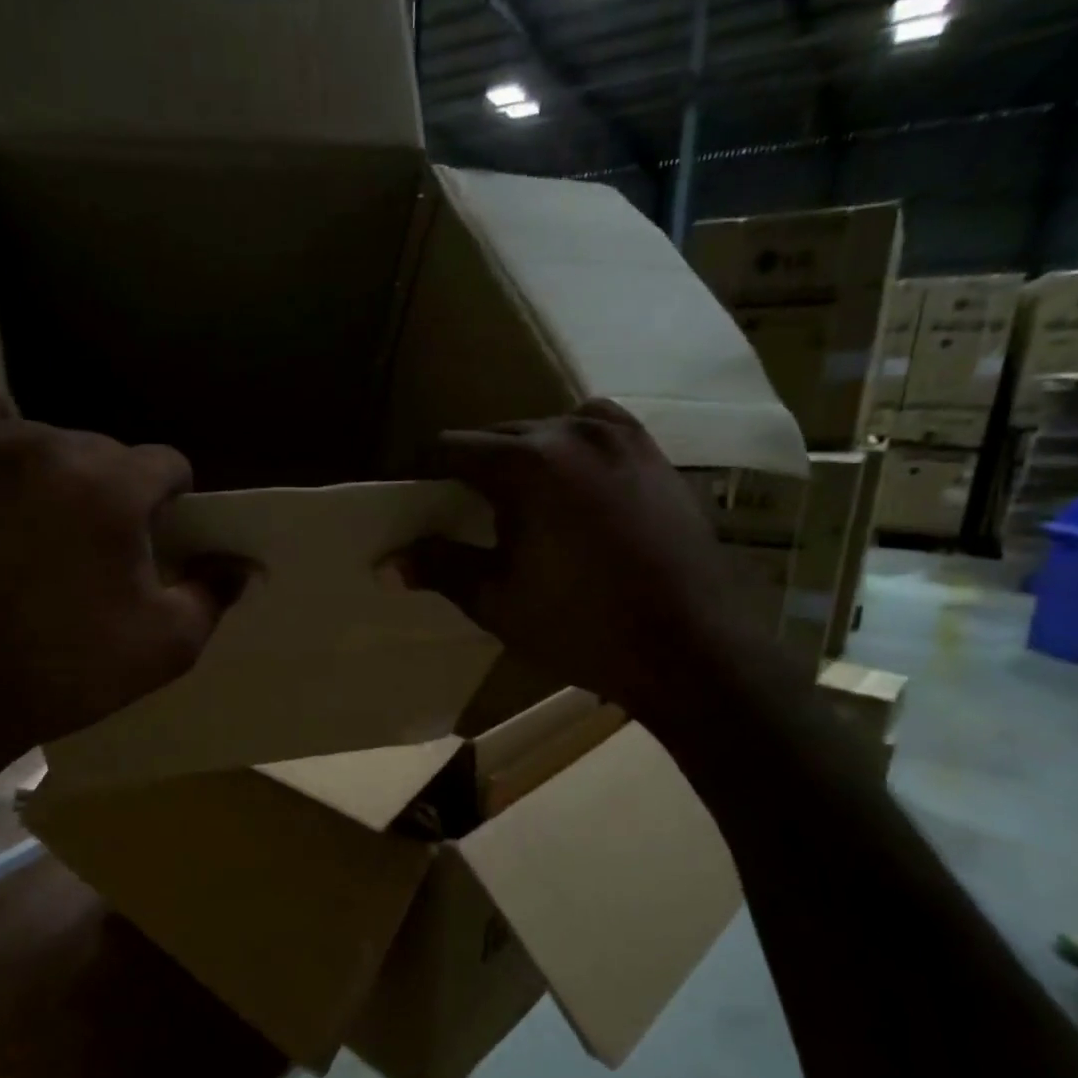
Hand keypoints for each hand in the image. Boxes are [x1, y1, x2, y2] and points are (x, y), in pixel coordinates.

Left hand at [0, 374, 238, 777]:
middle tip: (89, 550)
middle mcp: (53, 446)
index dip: (168, 505)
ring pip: (48, 436)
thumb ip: (213, 594)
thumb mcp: (164, 647)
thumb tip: (240, 563)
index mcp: (115, 487)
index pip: (167, 465)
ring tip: (35, 526)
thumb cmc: (61, 672)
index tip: (150, 543)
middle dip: (113, 494)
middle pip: (108, 452)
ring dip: (58, 473)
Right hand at [403, 399, 764, 730]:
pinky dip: (569, 453)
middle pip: (498, 435)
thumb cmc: (582, 627)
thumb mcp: (498, 601)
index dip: (421, 470)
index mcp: (528, 463)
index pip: (451, 447)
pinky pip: (595, 434)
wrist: (692, 647)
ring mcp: (622, 438)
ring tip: (515, 499)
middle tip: (456, 508)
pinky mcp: (655, 455)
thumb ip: (440, 568)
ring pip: (548, 430)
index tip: (409, 494)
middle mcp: (574, 432)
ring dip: (522, 456)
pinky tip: (571, 490)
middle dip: (471, 466)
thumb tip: (385, 563)